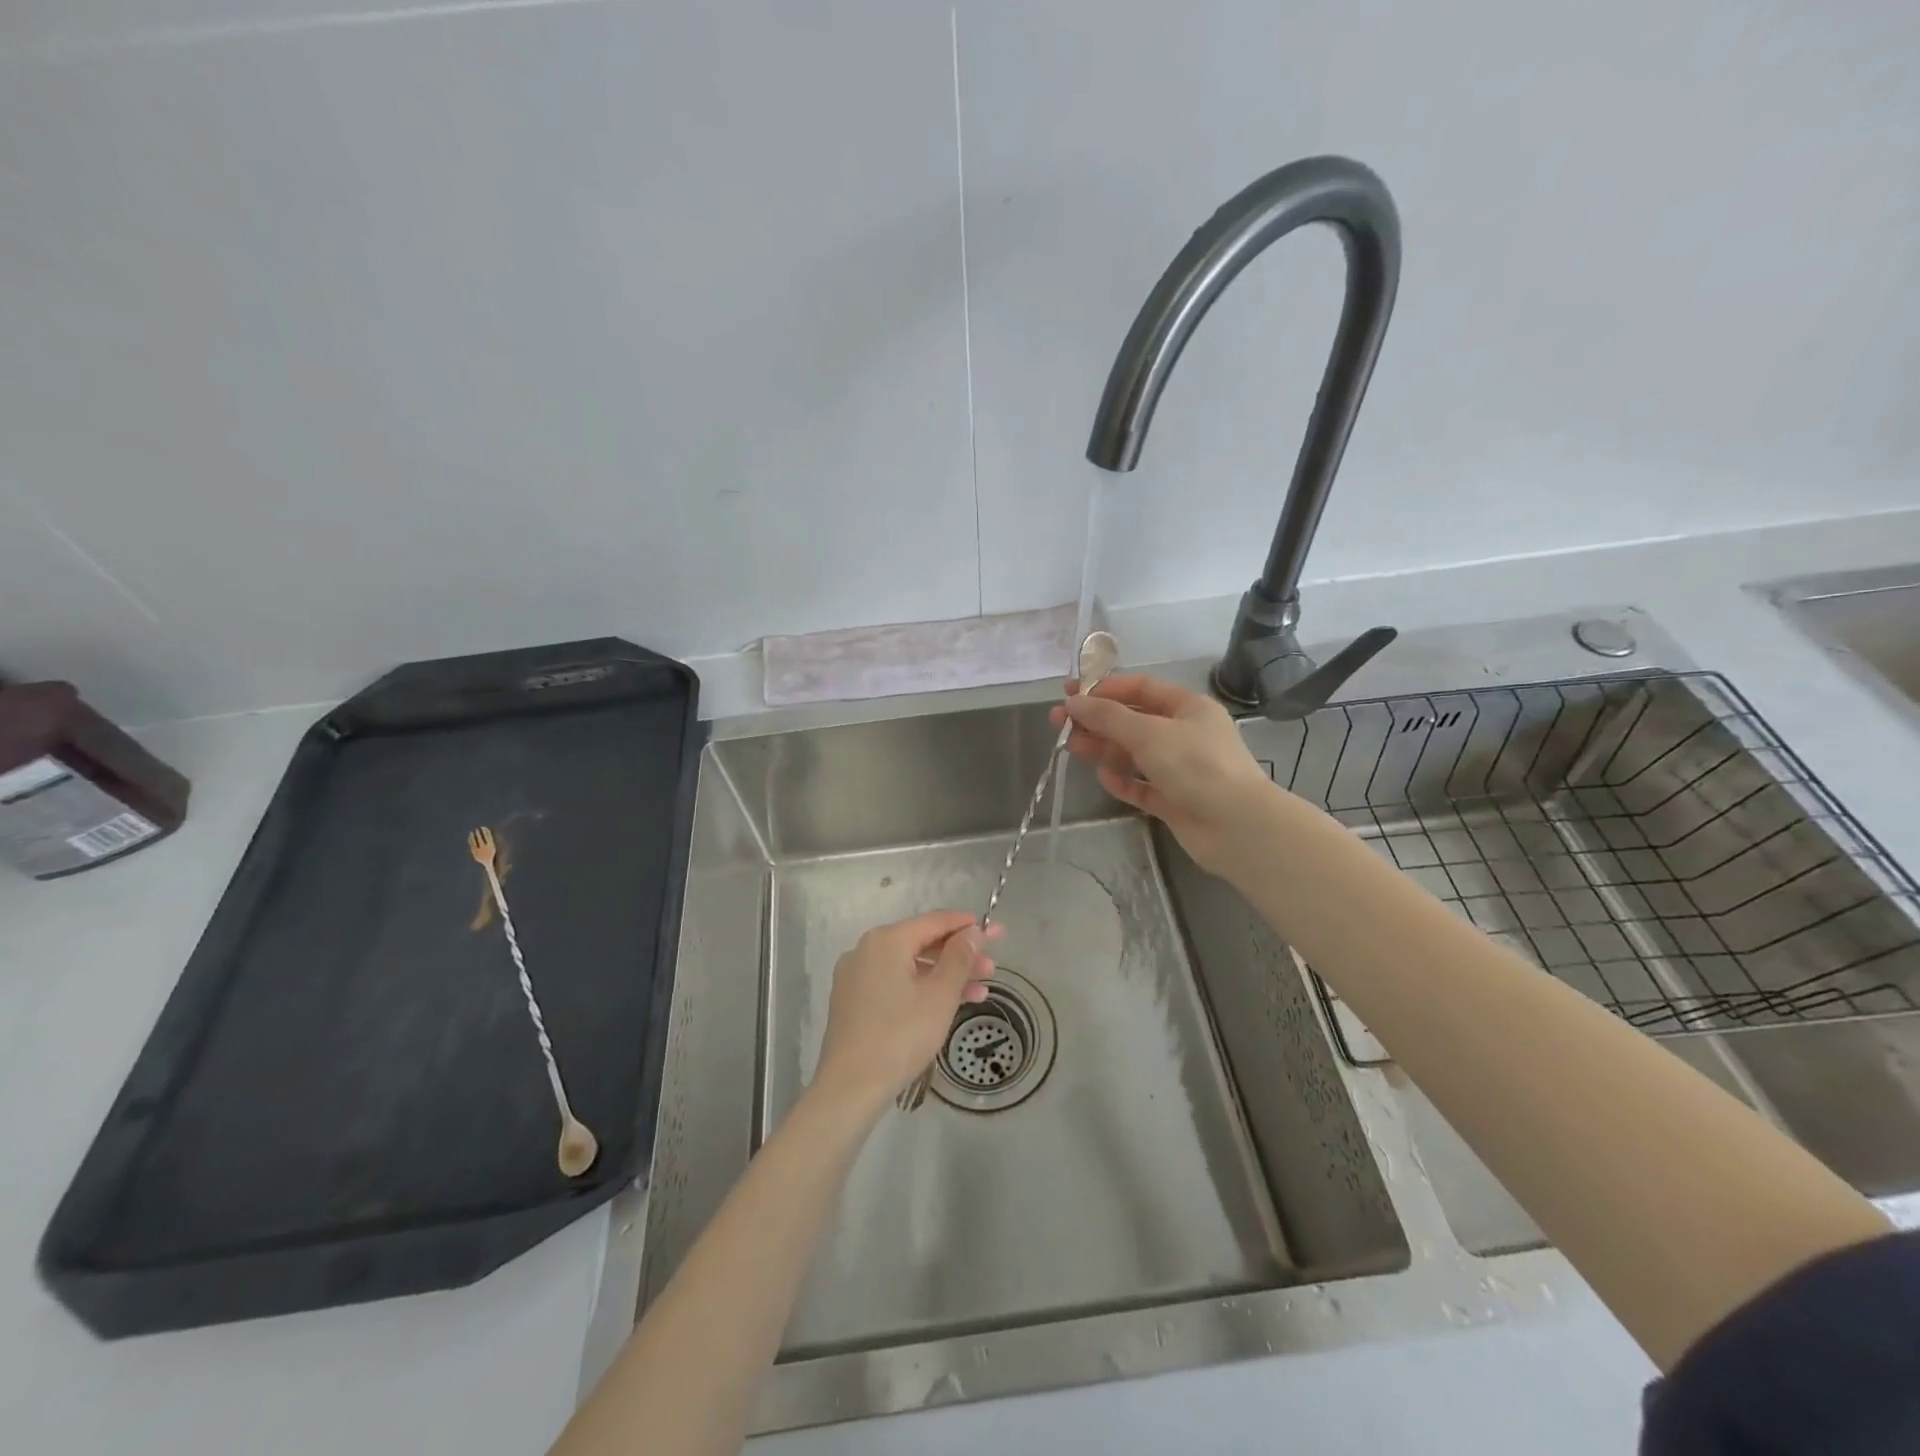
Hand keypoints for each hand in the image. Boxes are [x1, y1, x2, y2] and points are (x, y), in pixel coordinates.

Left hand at [812, 911, 1001, 1113]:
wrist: (850, 1087)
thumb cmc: (901, 1035)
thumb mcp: (940, 995)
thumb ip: (959, 957)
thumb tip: (972, 931)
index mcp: (887, 940)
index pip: (935, 921)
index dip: (968, 926)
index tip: (996, 931)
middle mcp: (867, 949)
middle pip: (922, 943)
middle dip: (959, 956)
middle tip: (991, 970)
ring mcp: (856, 975)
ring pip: (909, 966)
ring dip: (944, 976)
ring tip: (979, 992)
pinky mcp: (853, 1000)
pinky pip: (895, 982)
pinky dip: (921, 988)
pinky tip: (946, 1005)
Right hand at [1051, 673, 1277, 876]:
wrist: (1237, 826)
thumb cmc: (1196, 766)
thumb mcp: (1149, 733)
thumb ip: (1108, 717)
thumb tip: (1073, 702)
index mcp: (1187, 707)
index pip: (1140, 688)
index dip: (1104, 689)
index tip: (1070, 694)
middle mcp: (1184, 734)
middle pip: (1132, 721)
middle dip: (1097, 721)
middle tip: (1059, 723)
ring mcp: (1180, 769)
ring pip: (1134, 754)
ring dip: (1104, 749)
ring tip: (1073, 748)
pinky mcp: (1175, 800)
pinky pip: (1142, 785)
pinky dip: (1123, 780)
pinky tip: (1104, 778)